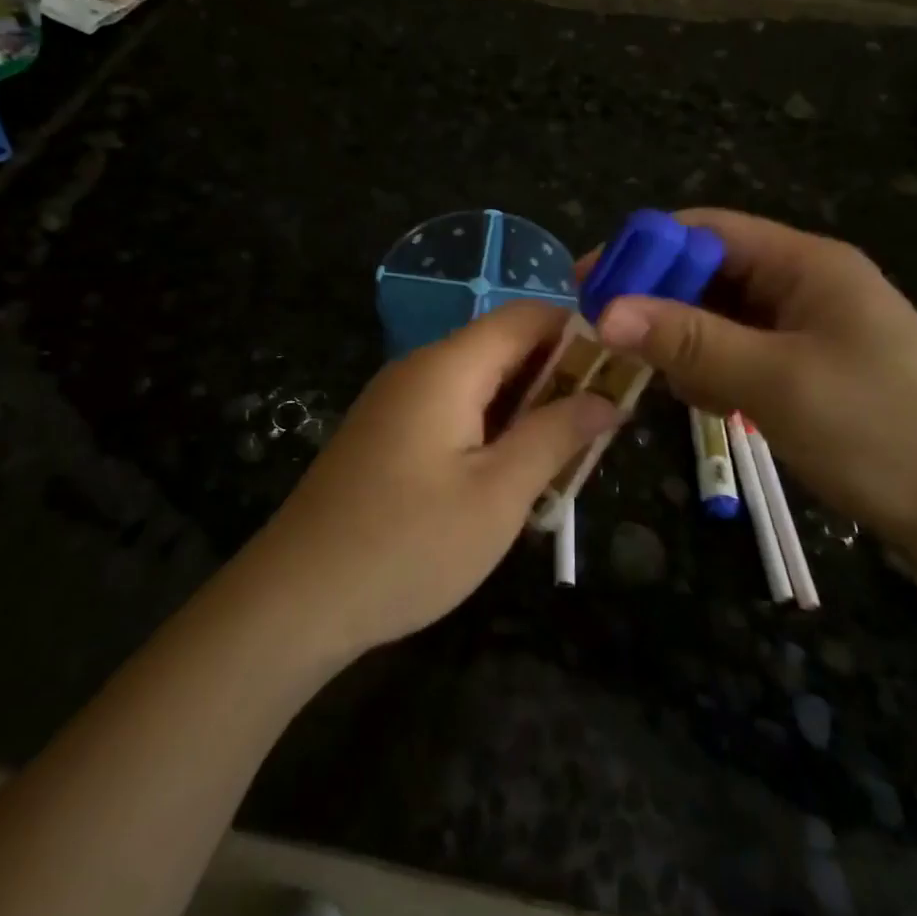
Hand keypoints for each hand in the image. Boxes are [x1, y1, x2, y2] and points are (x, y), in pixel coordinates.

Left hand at [243, 302, 616, 660]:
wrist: (295, 598)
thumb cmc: (407, 545)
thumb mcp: (498, 495)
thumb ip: (555, 436)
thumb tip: (606, 398)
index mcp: (448, 366)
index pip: (525, 316)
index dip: (578, 331)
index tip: (621, 370)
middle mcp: (419, 368)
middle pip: (502, 347)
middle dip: (557, 378)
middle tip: (601, 428)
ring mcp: (395, 401)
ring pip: (479, 383)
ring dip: (526, 410)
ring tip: (565, 458)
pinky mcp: (384, 434)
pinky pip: (451, 411)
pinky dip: (490, 430)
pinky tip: (509, 476)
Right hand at [590, 209, 916, 550]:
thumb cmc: (880, 430)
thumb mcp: (775, 380)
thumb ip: (688, 340)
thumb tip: (605, 309)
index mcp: (807, 264)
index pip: (707, 230)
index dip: (644, 248)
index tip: (589, 282)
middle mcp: (806, 285)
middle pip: (711, 274)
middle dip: (661, 302)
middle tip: (612, 340)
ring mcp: (811, 330)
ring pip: (722, 319)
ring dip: (687, 344)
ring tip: (671, 383)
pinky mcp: (811, 371)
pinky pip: (743, 354)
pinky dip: (715, 371)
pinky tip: (712, 404)